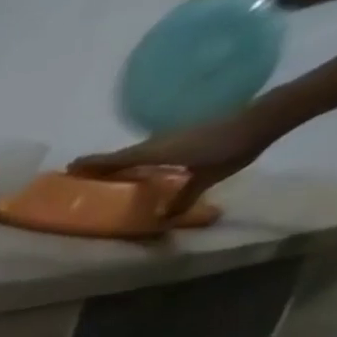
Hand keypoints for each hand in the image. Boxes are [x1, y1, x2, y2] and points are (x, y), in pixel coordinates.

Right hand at [68, 111, 275, 216]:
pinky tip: (137, 168)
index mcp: (155, 152)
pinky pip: (150, 150)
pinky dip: (136, 158)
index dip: (92, 164)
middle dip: (99, 164)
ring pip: (135, 151)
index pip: (115, 159)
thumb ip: (183, 198)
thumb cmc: (231, 147)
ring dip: (117, 161)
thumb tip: (163, 220)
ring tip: (103, 173)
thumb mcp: (206, 177)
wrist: (268, 116)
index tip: (69, 168)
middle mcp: (158, 143)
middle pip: (121, 155)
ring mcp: (172, 137)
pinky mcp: (185, 136)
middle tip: (78, 174)